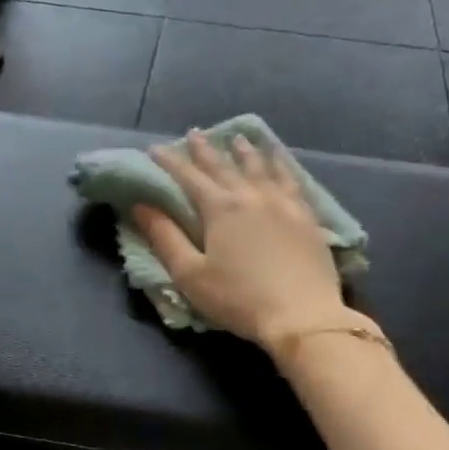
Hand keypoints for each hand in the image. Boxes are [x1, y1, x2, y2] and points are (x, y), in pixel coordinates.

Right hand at [133, 131, 355, 353]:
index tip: (155, 149)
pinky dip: (281, 165)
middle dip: (205, 149)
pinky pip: (292, 180)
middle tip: (194, 133)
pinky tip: (280, 161)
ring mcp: (283, 203)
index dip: (170, 162)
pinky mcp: (307, 217)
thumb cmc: (238, 299)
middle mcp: (252, 196)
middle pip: (224, 166)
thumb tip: (141, 205)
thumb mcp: (190, 274)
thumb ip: (165, 237)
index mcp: (220, 208)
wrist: (302, 316)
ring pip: (261, 167)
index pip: (189, 177)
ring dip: (245, 151)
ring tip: (238, 138)